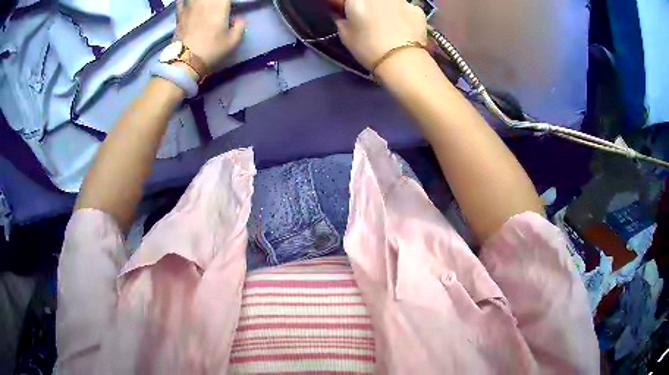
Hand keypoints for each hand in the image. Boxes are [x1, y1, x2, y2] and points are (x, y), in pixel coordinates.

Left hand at [175, 0, 245, 70]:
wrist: (186, 61)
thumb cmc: (211, 50)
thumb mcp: (233, 41)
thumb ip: (240, 27)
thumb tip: (239, 20)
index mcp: (220, 4)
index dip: (228, 2)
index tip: (230, 7)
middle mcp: (205, 1)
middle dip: (216, 1)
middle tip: (219, 6)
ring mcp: (190, 7)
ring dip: (201, 1)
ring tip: (205, 5)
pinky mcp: (179, 15)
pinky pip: (181, 1)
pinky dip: (183, 0)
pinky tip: (187, 2)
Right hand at [335, 0, 427, 69]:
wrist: (402, 60)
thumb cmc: (368, 48)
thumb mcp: (345, 36)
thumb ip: (341, 20)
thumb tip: (343, 16)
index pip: (350, 1)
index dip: (349, 8)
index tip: (350, 16)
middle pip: (371, 0)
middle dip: (369, 7)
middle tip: (370, 21)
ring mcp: (401, 0)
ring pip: (390, 2)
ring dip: (387, 9)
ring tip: (390, 25)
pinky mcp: (417, 9)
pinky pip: (407, 9)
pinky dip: (405, 16)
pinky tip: (405, 30)